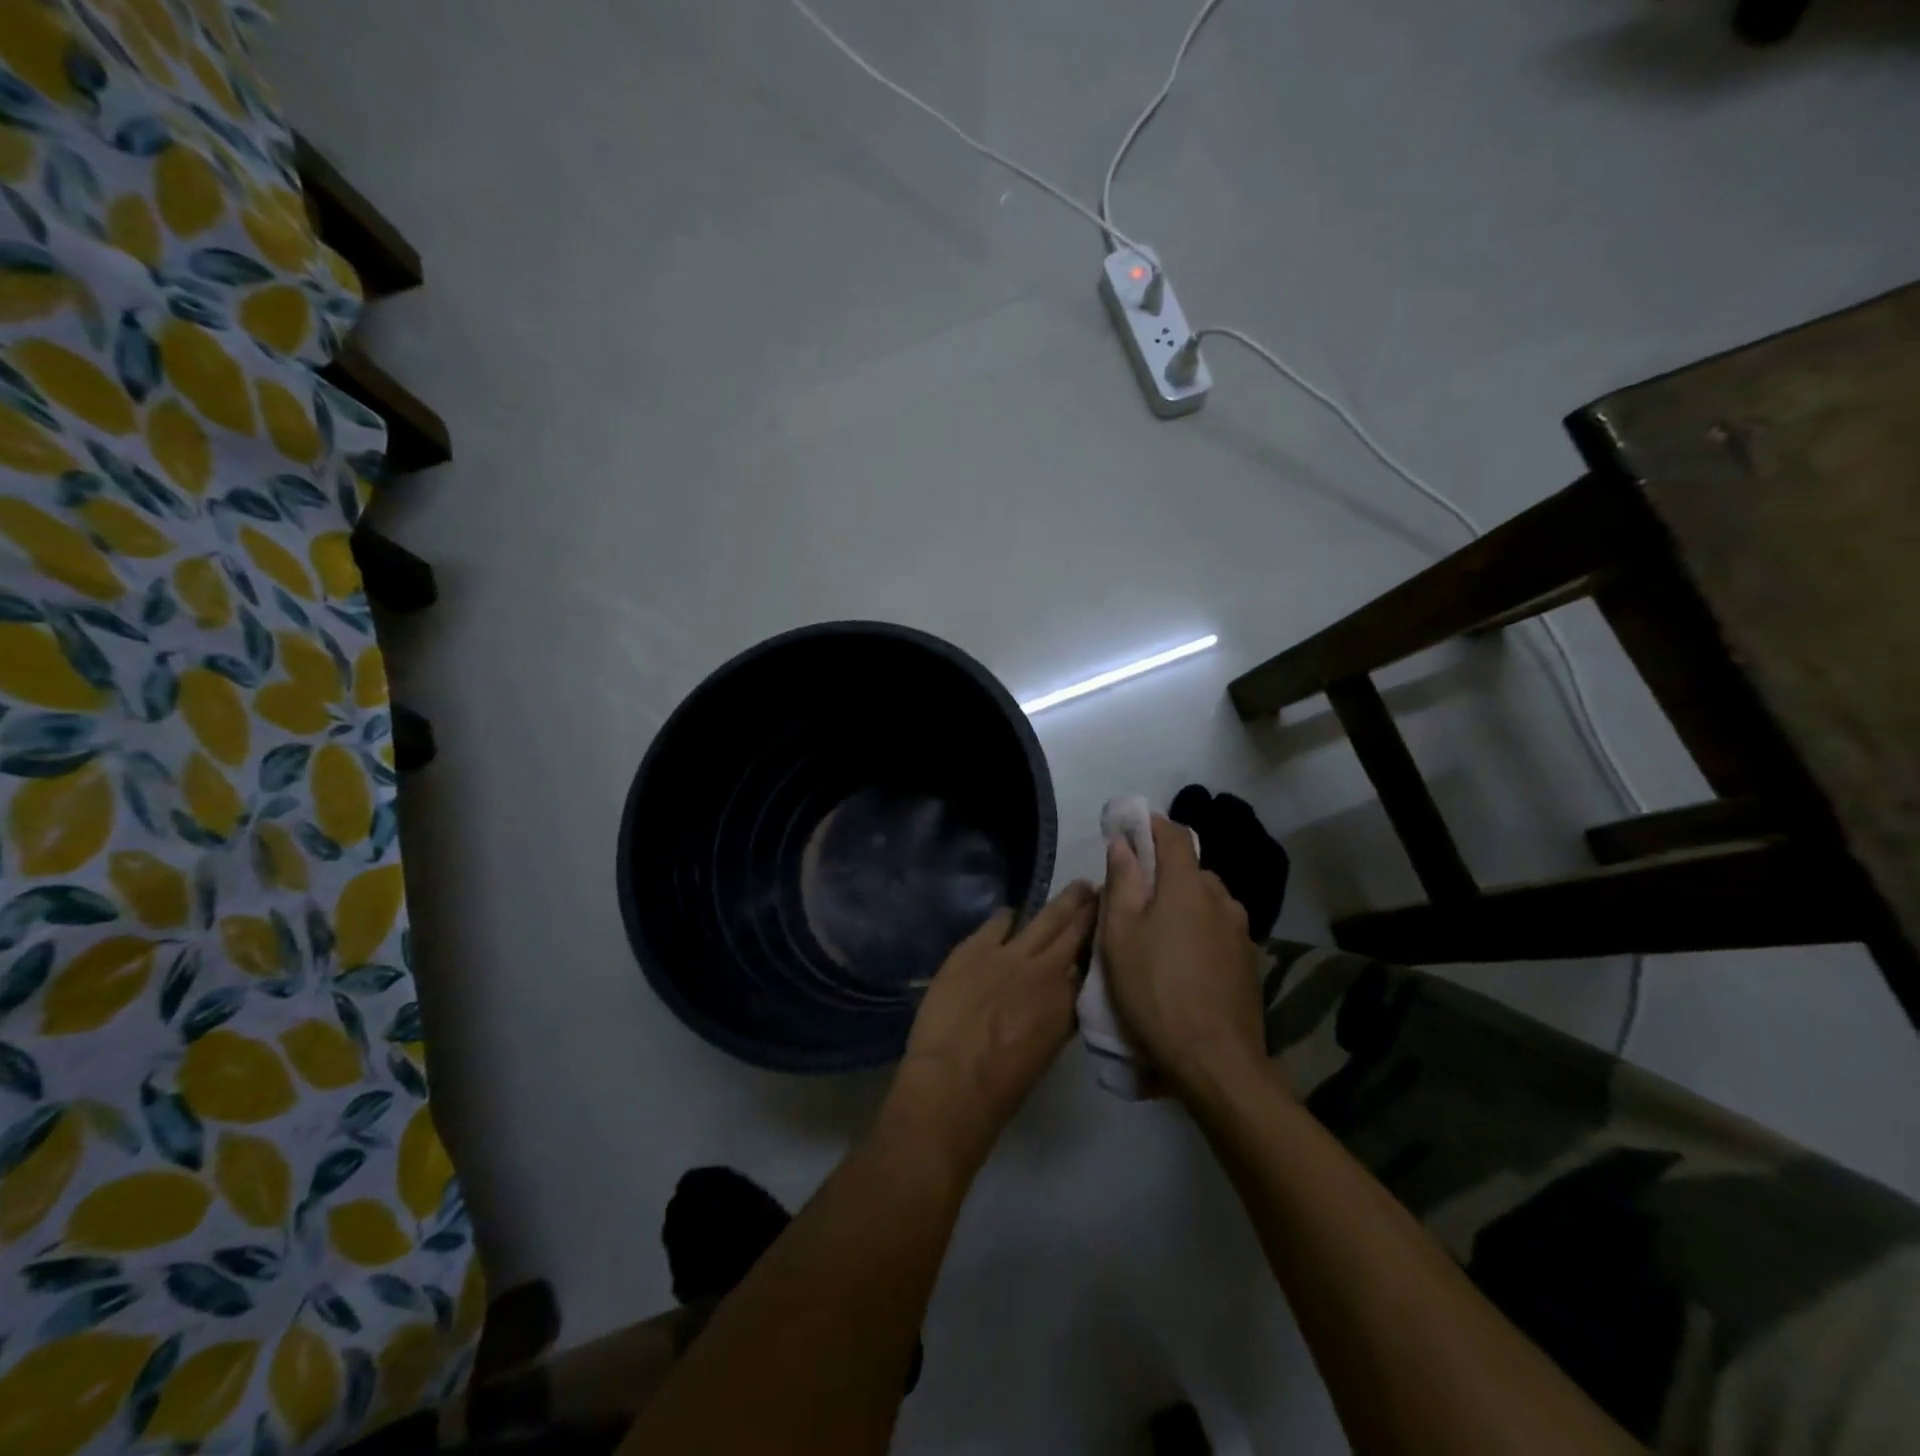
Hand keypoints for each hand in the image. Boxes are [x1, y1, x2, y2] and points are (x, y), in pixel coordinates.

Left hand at [887, 882, 1096, 1172]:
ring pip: (1045, 918)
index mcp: (1067, 1003)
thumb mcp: (1046, 1051)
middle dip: (1089, 911)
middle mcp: (1046, 970)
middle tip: (1101, 890)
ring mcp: (1010, 954)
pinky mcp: (975, 947)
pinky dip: (1007, 917)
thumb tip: (1062, 998)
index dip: (1100, 945)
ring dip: (1064, 902)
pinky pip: (998, 921)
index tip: (1109, 929)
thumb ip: (1058, 1017)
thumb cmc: (1002, 1086)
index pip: (1091, 964)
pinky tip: (1010, 913)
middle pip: (1074, 932)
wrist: (953, 1079)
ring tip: (1078, 886)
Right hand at [1098, 816, 1269, 1101]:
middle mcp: (1221, 898)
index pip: (1174, 835)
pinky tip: (1183, 960)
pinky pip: (1218, 928)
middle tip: (1133, 896)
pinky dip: (1199, 928)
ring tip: (1158, 932)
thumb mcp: (1120, 936)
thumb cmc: (1155, 990)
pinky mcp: (1249, 960)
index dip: (1151, 824)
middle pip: (1190, 869)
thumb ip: (1122, 883)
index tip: (1128, 826)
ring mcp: (1241, 931)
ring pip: (1207, 900)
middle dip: (1162, 871)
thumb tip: (1123, 842)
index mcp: (1188, 886)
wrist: (1216, 1060)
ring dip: (1183, 902)